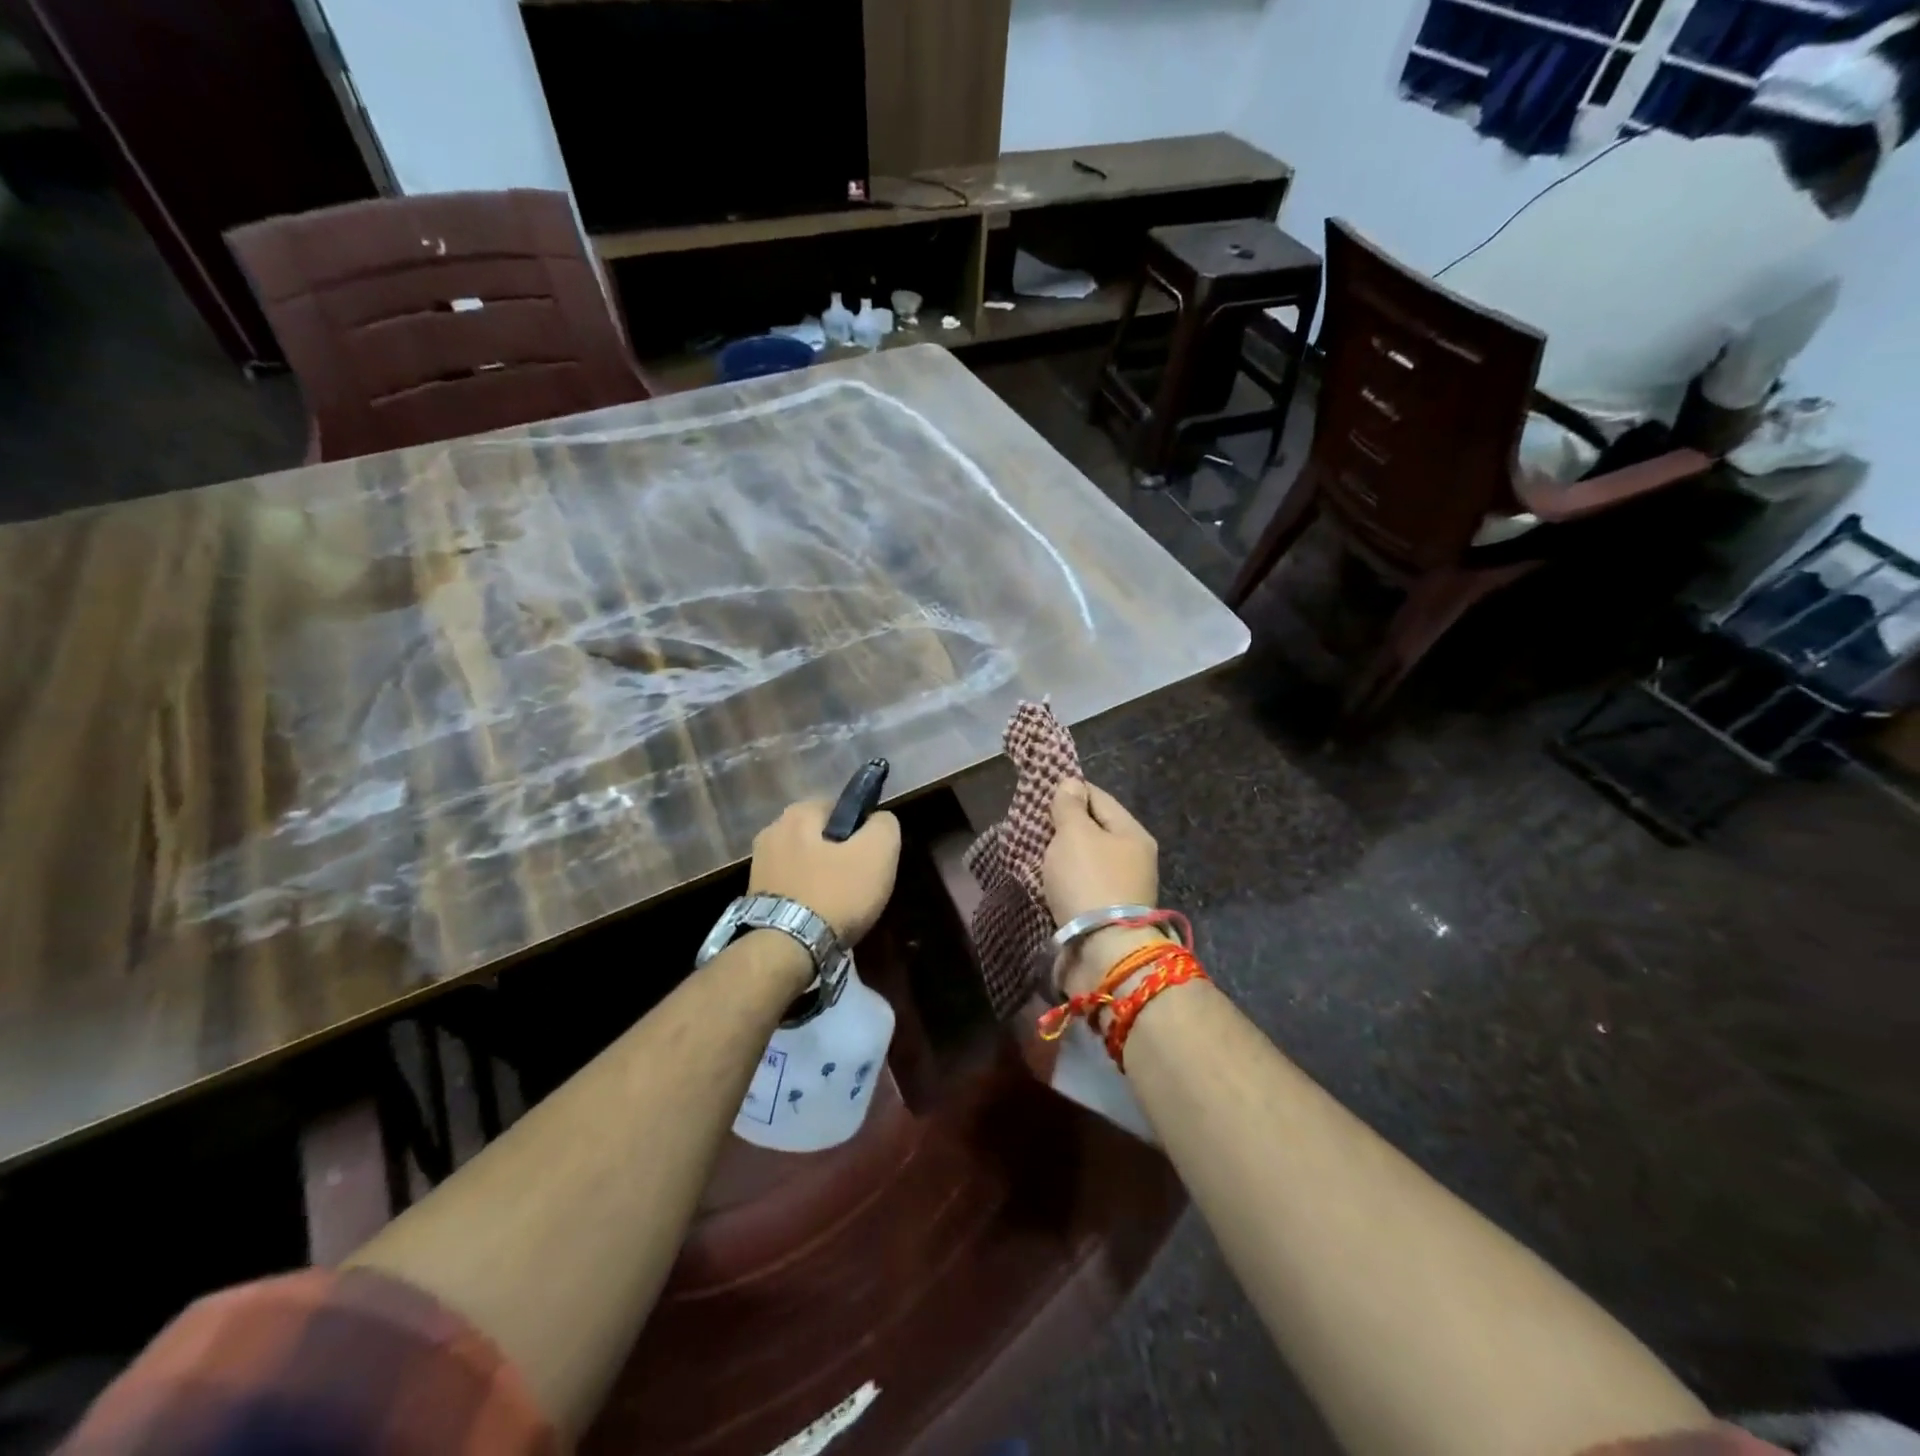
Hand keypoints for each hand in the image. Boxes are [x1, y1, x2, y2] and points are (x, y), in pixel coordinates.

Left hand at [748, 800, 901, 943]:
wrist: (786, 950)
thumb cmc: (835, 893)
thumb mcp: (878, 853)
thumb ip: (884, 825)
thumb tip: (879, 820)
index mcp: (797, 813)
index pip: (840, 808)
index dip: (861, 831)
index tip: (871, 858)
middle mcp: (771, 832)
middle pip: (821, 838)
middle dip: (840, 856)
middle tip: (859, 884)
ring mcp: (758, 866)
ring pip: (806, 864)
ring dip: (823, 879)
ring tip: (840, 907)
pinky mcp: (754, 897)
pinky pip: (793, 888)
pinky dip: (807, 899)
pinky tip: (820, 918)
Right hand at [1043, 779, 1158, 925]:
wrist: (1103, 952)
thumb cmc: (1089, 881)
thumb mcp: (1075, 834)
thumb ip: (1069, 807)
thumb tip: (1071, 782)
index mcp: (1132, 833)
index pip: (1099, 798)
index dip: (1070, 790)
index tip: (1040, 791)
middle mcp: (1133, 859)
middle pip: (1094, 831)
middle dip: (1063, 826)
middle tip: (1032, 824)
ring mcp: (1121, 889)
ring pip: (1086, 860)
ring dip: (1061, 856)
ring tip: (1033, 851)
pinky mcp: (1106, 915)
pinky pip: (1080, 886)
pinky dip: (1063, 881)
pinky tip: (1044, 880)